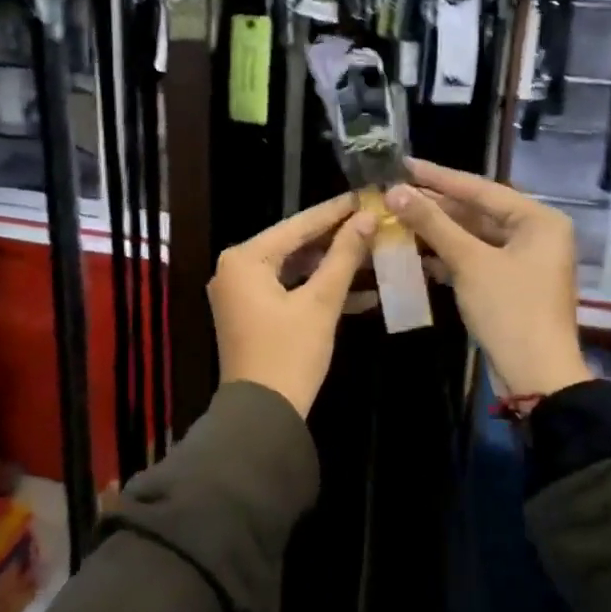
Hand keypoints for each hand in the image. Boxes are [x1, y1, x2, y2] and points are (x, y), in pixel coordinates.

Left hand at [209, 193, 378, 417]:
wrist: (263, 416)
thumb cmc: (290, 354)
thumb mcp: (321, 303)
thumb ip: (343, 257)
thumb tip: (367, 219)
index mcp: (245, 259)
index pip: (297, 225)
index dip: (335, 211)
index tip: (365, 195)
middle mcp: (236, 269)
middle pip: (294, 244)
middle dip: (336, 239)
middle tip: (374, 222)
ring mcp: (242, 292)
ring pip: (294, 268)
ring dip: (332, 266)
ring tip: (373, 252)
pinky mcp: (252, 313)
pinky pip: (288, 289)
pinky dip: (318, 290)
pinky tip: (361, 291)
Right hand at [387, 160, 590, 398]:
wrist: (536, 375)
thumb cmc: (510, 310)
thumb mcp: (469, 262)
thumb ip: (432, 223)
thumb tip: (394, 191)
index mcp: (538, 219)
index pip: (480, 188)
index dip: (438, 177)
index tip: (403, 164)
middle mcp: (536, 233)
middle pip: (477, 211)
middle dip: (435, 206)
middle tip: (394, 192)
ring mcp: (524, 260)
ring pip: (474, 236)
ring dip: (438, 231)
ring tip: (397, 218)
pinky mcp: (511, 283)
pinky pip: (476, 258)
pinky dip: (448, 255)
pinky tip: (416, 251)